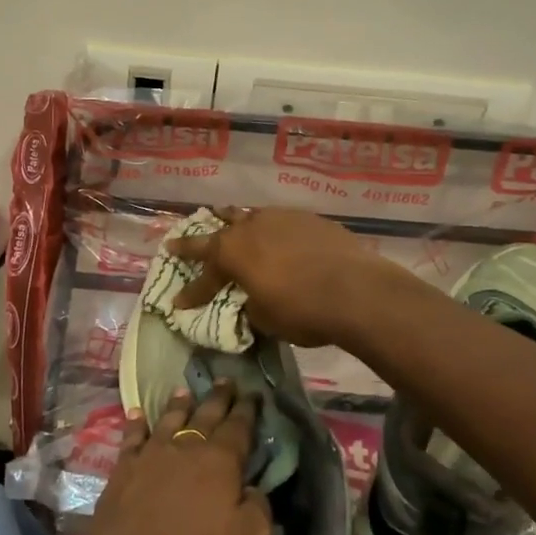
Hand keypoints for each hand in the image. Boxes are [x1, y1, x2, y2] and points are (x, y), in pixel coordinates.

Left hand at [84, 380, 272, 534]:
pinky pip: (132, 437)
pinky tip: (135, 414)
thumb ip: (258, 511)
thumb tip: (254, 490)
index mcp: (220, 462)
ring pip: (168, 420)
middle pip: (205, 415)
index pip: (239, 427)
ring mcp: (151, 455)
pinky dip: (135, 423)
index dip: (247, 410)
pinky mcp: (123, 469)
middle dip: (218, 397)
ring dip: (178, 404)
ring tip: (184, 390)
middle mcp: (185, 448)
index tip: (254, 393)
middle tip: (225, 380)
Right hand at [169, 207, 388, 347]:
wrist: (357, 291)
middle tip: (178, 242)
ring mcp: (280, 218)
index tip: (177, 302)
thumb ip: (250, 304)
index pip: (203, 275)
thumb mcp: (265, 318)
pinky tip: (276, 235)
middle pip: (217, 231)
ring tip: (224, 217)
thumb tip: (250, 299)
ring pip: (248, 216)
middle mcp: (250, 227)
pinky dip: (270, 229)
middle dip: (197, 240)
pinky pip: (279, 220)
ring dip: (233, 222)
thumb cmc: (302, 310)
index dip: (190, 291)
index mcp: (231, 253)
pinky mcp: (309, 218)